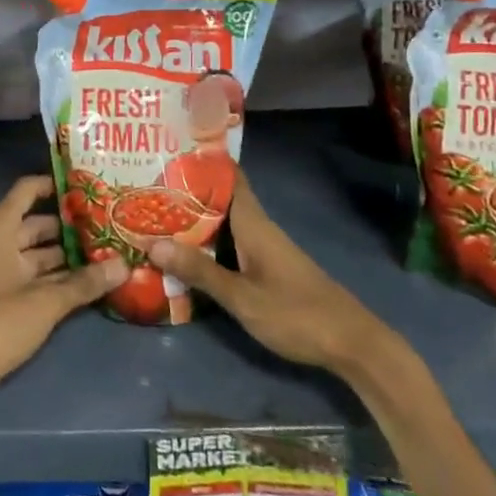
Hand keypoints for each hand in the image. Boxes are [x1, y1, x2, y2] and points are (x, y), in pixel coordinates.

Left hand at [0, 176, 125, 391]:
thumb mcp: (46, 302)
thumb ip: (85, 282)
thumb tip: (124, 265)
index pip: (27, 190)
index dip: (54, 184)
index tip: (86, 186)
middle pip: (34, 223)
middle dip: (68, 225)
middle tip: (105, 224)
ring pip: (33, 252)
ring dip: (63, 254)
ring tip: (102, 252)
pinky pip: (28, 273)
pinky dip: (51, 275)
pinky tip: (81, 282)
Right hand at [149, 170, 396, 377]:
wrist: (351, 345)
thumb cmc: (297, 314)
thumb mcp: (242, 297)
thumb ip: (200, 271)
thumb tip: (152, 244)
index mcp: (254, 224)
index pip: (229, 177)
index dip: (203, 161)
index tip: (169, 150)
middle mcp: (258, 229)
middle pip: (219, 200)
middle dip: (186, 193)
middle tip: (144, 186)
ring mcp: (263, 249)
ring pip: (222, 224)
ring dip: (193, 220)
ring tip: (153, 215)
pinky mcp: (266, 269)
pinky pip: (229, 245)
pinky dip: (206, 243)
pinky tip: (183, 253)